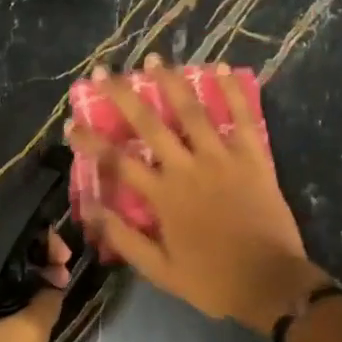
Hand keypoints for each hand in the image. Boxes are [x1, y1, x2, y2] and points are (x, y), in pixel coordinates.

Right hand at [66, 55, 327, 331]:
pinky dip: (232, 90)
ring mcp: (222, 158)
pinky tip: (220, 67)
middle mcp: (187, 168)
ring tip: (154, 59)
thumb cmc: (212, 279)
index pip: (117, 160)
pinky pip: (242, 117)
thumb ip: (124, 238)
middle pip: (149, 124)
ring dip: (171, 82)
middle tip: (105, 72)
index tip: (72, 122)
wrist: (269, 283)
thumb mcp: (159, 270)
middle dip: (123, 95)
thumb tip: (91, 208)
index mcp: (163, 196)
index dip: (91, 140)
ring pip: (192, 111)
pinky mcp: (253, 157)